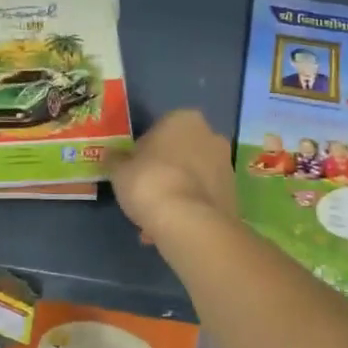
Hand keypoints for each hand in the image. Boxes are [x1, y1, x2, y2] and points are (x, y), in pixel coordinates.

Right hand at [109, 110, 236, 241]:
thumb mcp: (119, 170)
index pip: (158, 130)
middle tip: (144, 196)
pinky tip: (170, 229)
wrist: (189, 222)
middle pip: (180, 153)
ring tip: (155, 222)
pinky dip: (189, 210)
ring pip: (192, 178)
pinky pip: (202, 198)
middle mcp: (211, 135)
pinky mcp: (232, 194)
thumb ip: (117, 160)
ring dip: (177, 193)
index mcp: (184, 118)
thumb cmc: (150, 183)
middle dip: (164, 173)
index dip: (143, 152)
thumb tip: (114, 157)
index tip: (133, 172)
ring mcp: (226, 165)